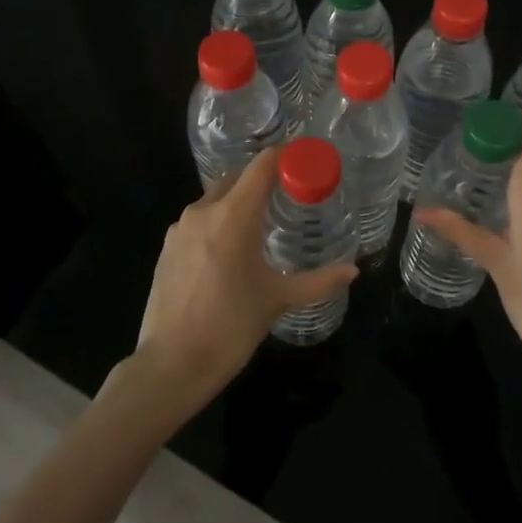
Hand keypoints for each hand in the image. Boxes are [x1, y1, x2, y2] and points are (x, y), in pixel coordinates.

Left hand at [133, 148, 358, 410]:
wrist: (171, 365)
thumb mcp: (278, 300)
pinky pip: (199, 220)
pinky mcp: (167, 248)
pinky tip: (231, 248)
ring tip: (263, 221)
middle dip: (262, 178)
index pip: (261, 166)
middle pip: (237, 177)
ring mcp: (180, 229)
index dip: (284, 157)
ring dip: (238, 200)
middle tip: (290, 192)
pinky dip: (218, 221)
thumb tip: (354, 270)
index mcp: (233, 216)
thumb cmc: (230, 327)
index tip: (305, 160)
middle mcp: (203, 211)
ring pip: (215, 198)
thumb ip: (319, 281)